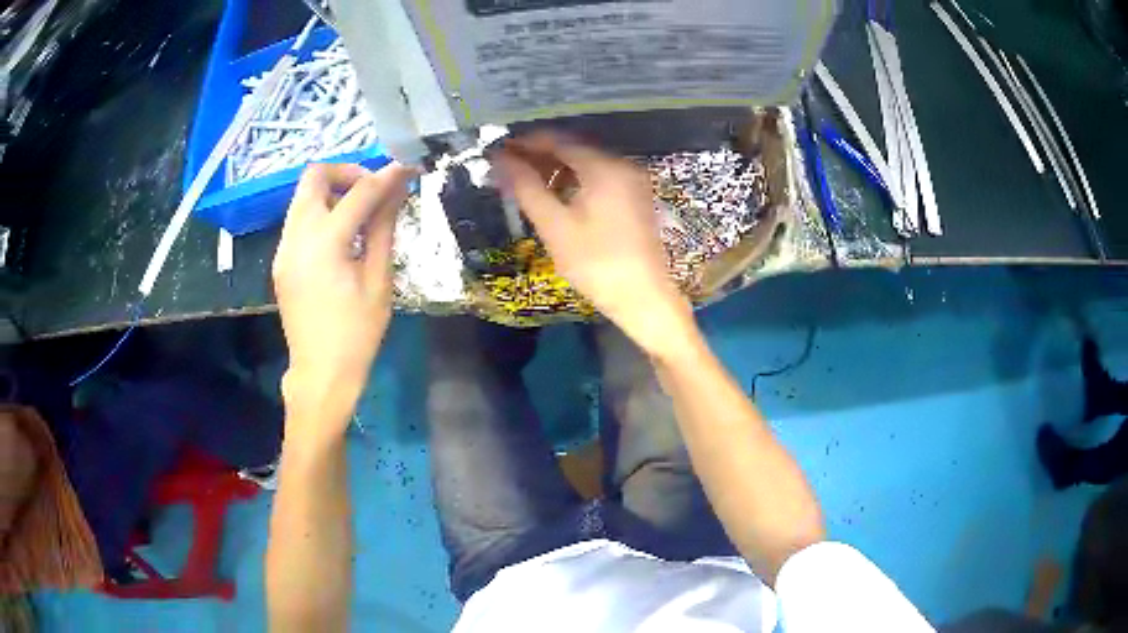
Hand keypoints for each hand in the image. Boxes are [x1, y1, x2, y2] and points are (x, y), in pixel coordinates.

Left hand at [273, 163, 412, 429]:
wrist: (321, 374)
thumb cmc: (357, 333)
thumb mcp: (378, 280)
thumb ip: (383, 227)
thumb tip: (397, 190)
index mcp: (324, 243)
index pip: (358, 192)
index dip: (386, 176)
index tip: (407, 169)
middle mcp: (296, 236)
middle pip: (314, 176)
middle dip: (347, 172)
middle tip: (373, 190)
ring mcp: (284, 248)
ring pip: (303, 196)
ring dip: (332, 192)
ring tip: (360, 214)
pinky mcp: (281, 261)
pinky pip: (298, 220)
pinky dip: (321, 213)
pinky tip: (341, 238)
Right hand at [495, 132, 694, 356]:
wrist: (644, 299)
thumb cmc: (596, 264)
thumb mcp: (555, 226)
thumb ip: (527, 188)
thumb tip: (501, 161)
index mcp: (605, 167)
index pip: (558, 141)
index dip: (526, 143)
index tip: (498, 151)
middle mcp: (622, 165)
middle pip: (574, 149)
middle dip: (539, 156)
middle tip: (507, 168)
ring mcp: (632, 182)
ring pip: (586, 164)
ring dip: (555, 169)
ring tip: (524, 181)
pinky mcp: (634, 198)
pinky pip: (599, 178)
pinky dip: (574, 180)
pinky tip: (554, 194)